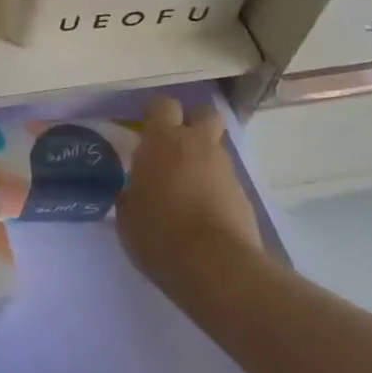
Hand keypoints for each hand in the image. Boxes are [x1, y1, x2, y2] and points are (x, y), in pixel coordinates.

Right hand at [116, 97, 264, 300]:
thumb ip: (131, 193)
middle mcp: (197, 145)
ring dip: (203, 159)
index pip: (162, 104)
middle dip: (193, 122)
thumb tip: (133, 190)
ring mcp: (225, 169)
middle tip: (176, 145)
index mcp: (163, 141)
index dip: (155, 113)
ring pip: (216, 149)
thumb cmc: (159, 234)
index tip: (146, 129)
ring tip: (187, 188)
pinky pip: (226, 180)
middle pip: (204, 113)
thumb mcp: (127, 216)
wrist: (216, 267)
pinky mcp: (244, 196)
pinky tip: (203, 213)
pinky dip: (216, 189)